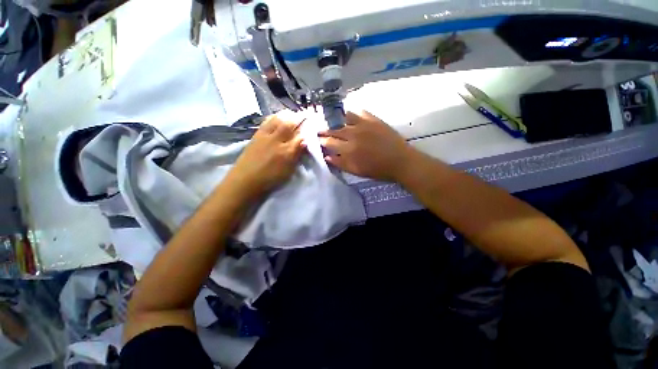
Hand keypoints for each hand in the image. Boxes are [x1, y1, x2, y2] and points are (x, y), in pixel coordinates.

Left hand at [226, 114, 305, 198]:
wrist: (246, 180)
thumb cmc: (270, 178)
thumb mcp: (288, 170)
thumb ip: (296, 155)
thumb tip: (304, 141)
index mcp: (286, 151)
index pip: (299, 136)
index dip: (306, 129)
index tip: (312, 124)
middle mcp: (276, 140)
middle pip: (288, 124)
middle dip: (298, 118)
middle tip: (304, 115)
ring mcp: (265, 136)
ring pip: (277, 121)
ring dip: (286, 115)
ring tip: (292, 113)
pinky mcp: (256, 135)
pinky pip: (266, 122)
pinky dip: (273, 117)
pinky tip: (277, 117)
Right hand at [319, 111, 412, 181]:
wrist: (400, 161)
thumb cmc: (378, 170)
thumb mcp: (357, 171)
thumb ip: (341, 163)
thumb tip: (327, 157)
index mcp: (348, 149)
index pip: (330, 142)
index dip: (322, 140)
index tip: (317, 139)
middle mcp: (353, 134)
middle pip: (335, 130)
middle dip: (325, 130)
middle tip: (319, 130)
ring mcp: (363, 125)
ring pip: (344, 118)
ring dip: (337, 120)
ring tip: (333, 121)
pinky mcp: (373, 119)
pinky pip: (359, 112)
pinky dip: (352, 113)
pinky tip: (349, 115)